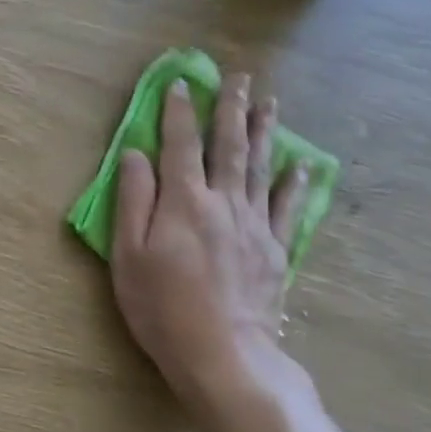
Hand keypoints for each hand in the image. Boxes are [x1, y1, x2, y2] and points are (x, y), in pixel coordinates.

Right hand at [110, 74, 311, 420]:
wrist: (223, 353)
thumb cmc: (161, 306)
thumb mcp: (128, 255)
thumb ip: (133, 200)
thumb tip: (136, 154)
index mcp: (183, 201)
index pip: (180, 145)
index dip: (179, 112)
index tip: (182, 83)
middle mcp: (223, 203)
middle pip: (228, 147)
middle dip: (231, 109)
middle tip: (240, 77)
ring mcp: (254, 225)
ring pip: (260, 168)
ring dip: (264, 132)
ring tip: (270, 103)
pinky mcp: (275, 251)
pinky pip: (287, 208)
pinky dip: (295, 183)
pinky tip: (301, 165)